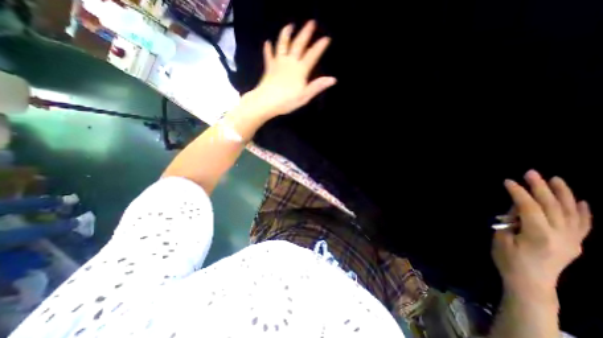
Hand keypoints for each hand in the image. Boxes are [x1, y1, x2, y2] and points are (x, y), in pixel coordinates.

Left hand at [241, 19, 336, 119]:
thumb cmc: (287, 101)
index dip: (320, 47)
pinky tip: (267, 42)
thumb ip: (318, 86)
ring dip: (286, 34)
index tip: (326, 38)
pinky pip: (269, 56)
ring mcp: (278, 63)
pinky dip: (268, 49)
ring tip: (290, 25)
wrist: (266, 102)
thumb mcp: (305, 96)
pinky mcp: (269, 67)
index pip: (312, 55)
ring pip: (283, 45)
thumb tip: (333, 79)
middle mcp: (290, 62)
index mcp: (300, 70)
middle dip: (306, 33)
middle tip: (311, 22)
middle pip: (299, 44)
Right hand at [492, 171, 592, 294]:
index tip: (508, 181)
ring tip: (556, 179)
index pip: (529, 207)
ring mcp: (572, 240)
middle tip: (531, 172)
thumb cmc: (509, 260)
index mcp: (539, 235)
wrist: (531, 284)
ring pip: (571, 212)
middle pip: (552, 206)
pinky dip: (583, 211)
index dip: (518, 193)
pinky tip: (580, 200)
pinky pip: (583, 224)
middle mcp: (561, 236)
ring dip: (563, 194)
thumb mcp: (501, 239)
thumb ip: (511, 222)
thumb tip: (517, 209)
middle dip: (540, 187)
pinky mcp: (575, 244)